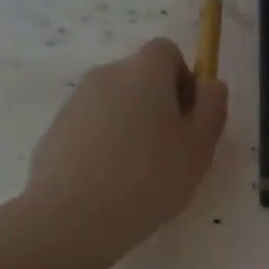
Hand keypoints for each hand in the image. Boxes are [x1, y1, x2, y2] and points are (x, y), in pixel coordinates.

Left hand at [24, 38, 228, 267]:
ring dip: (132, 126)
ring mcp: (76, 102)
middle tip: (171, 152)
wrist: (71, 217)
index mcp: (144, 73)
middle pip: (140, 78)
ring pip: (116, 104)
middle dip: (159, 105)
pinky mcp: (55, 131)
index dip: (184, 79)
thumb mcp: (198, 148)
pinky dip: (106, 144)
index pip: (167, 51)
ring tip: (139, 174)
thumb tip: (213, 84)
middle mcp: (106, 76)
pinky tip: (110, 183)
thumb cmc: (149, 179)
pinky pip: (92, 127)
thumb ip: (212, 109)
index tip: (189, 119)